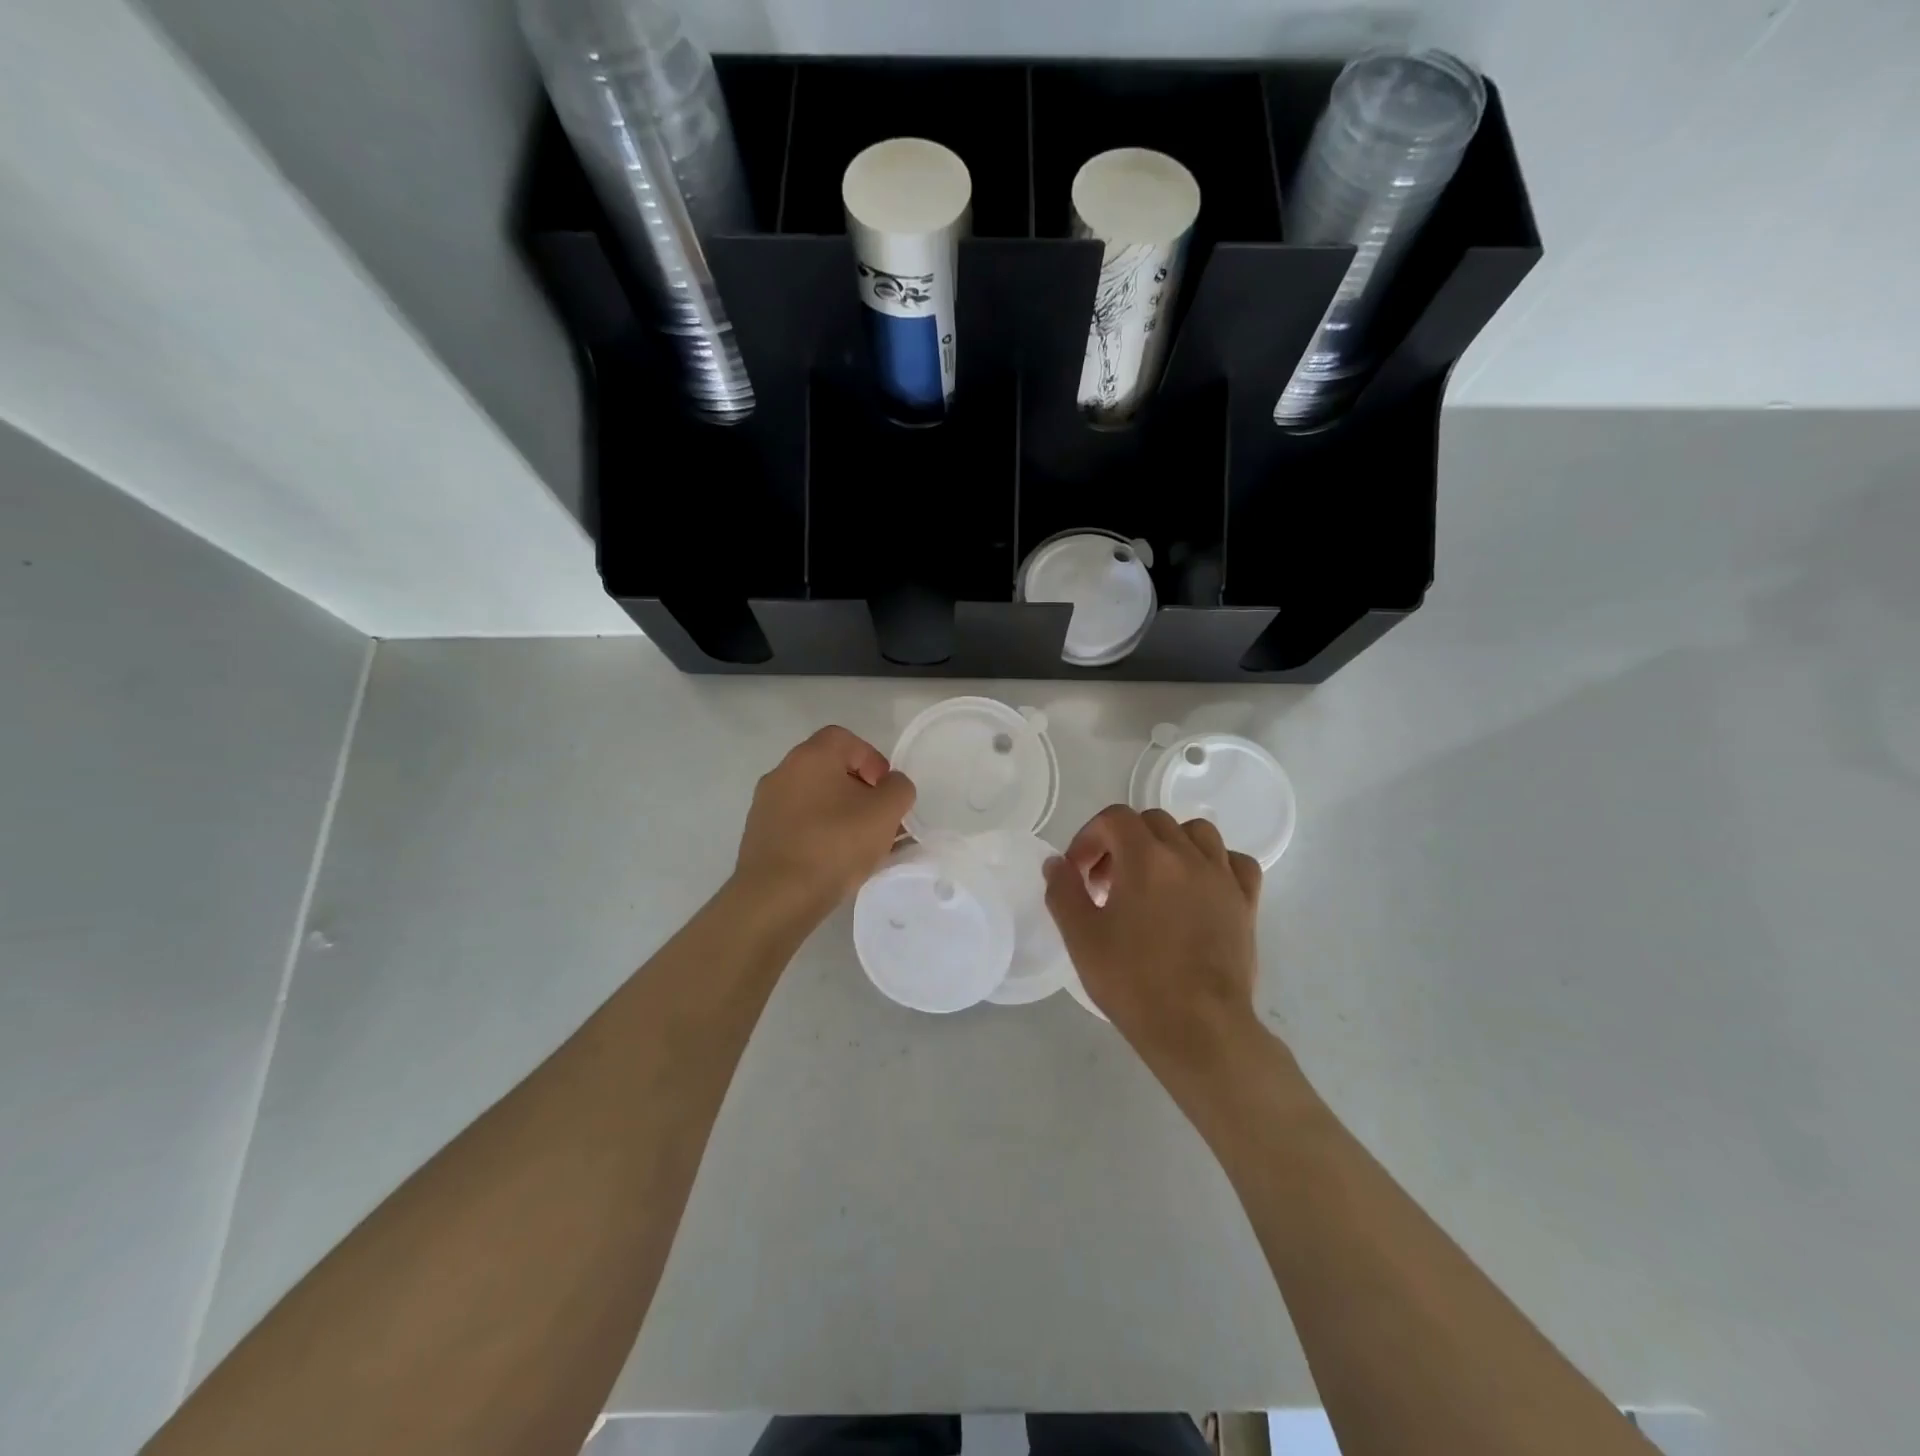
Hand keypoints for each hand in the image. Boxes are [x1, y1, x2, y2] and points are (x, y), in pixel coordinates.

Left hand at [734, 726, 914, 921]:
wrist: (776, 897)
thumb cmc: (834, 845)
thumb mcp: (885, 813)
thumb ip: (898, 789)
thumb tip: (891, 785)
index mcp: (811, 756)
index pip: (845, 739)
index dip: (872, 759)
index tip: (885, 791)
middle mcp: (782, 771)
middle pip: (828, 767)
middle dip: (857, 788)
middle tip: (876, 817)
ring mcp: (765, 804)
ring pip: (812, 797)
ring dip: (837, 811)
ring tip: (857, 844)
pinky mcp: (758, 835)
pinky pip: (796, 822)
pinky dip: (817, 831)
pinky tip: (831, 859)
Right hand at [1045, 806, 1266, 1085]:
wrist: (1199, 1029)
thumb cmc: (1134, 982)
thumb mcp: (1081, 937)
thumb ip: (1063, 891)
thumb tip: (1056, 863)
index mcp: (1146, 858)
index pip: (1114, 818)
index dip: (1089, 837)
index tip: (1078, 873)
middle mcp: (1187, 856)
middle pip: (1152, 821)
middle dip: (1123, 842)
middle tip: (1107, 884)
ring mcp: (1222, 878)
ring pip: (1196, 833)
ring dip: (1169, 844)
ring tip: (1154, 879)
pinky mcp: (1246, 903)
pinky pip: (1235, 862)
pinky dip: (1214, 863)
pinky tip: (1200, 887)